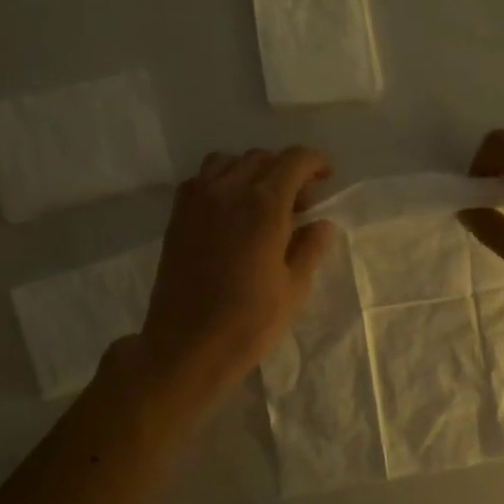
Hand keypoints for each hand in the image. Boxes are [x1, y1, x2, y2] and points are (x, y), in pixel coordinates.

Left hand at [128, 146, 335, 409]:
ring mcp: (197, 201)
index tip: (326, 178)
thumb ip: (310, 248)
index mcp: (264, 205)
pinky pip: (202, 179)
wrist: (187, 346)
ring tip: (263, 202)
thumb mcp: (294, 288)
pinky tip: (231, 213)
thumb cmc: (248, 321)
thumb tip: (321, 224)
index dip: (315, 162)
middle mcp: (228, 191)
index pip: (294, 160)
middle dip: (286, 170)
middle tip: (300, 203)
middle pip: (262, 157)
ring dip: (252, 171)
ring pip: (228, 162)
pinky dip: (222, 182)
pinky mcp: (178, 217)